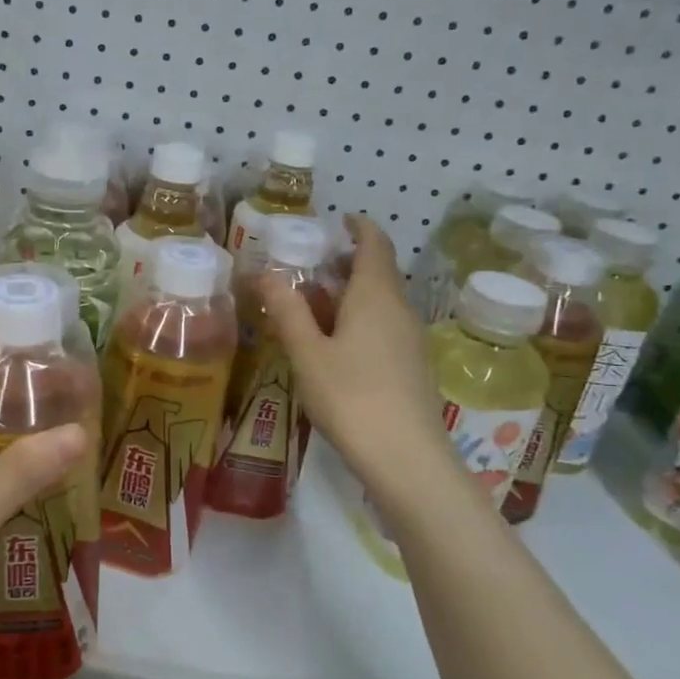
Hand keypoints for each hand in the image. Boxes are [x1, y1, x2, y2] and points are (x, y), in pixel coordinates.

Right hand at [261, 214, 448, 486]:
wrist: (405, 457)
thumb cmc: (351, 396)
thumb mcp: (307, 352)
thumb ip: (287, 310)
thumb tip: (267, 273)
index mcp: (375, 295)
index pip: (375, 243)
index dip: (358, 227)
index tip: (336, 221)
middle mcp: (400, 308)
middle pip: (377, 271)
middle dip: (344, 262)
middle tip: (307, 265)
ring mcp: (410, 338)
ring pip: (380, 300)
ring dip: (350, 293)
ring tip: (311, 303)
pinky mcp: (412, 364)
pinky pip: (384, 325)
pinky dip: (359, 317)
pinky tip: (334, 343)